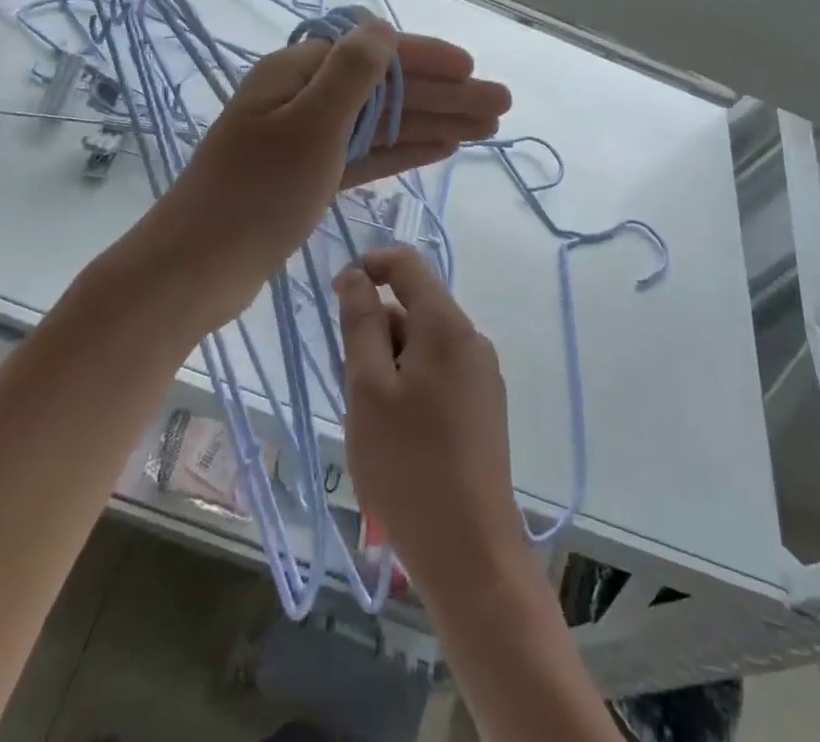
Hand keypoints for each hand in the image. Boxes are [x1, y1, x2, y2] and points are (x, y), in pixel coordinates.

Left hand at [153, 25, 509, 329]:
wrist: (199, 267)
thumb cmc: (256, 192)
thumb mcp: (310, 125)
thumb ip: (351, 74)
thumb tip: (382, 28)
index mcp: (297, 73)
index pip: (374, 54)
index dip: (427, 59)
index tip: (473, 69)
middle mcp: (304, 98)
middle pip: (386, 90)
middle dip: (444, 95)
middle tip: (501, 106)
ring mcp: (307, 139)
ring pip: (383, 124)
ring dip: (434, 122)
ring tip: (487, 128)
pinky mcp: (310, 177)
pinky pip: (367, 155)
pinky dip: (404, 150)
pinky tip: (442, 147)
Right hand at [335, 247, 531, 607]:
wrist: (471, 554)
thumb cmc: (408, 464)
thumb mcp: (368, 388)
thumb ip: (361, 323)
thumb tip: (357, 276)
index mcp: (447, 326)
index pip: (408, 265)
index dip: (370, 266)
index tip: (336, 295)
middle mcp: (472, 341)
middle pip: (415, 308)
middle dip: (377, 331)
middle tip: (354, 387)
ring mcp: (482, 377)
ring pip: (423, 345)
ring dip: (390, 364)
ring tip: (374, 421)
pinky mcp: (483, 409)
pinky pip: (438, 373)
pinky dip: (410, 385)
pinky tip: (399, 436)